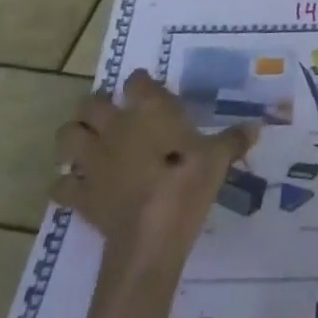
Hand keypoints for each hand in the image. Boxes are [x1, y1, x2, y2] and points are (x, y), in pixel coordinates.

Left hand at [53, 69, 256, 265]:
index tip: (151, 90)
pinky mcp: (80, 194)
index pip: (137, 81)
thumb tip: (256, 126)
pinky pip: (61, 185)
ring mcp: (92, 161)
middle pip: (90, 103)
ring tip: (89, 145)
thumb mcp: (219, 159)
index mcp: (148, 111)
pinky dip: (67, 184)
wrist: (151, 236)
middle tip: (113, 114)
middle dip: (97, 105)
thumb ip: (234, 139)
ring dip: (74, 138)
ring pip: (67, 136)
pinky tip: (81, 187)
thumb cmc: (186, 185)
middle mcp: (114, 128)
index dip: (142, 83)